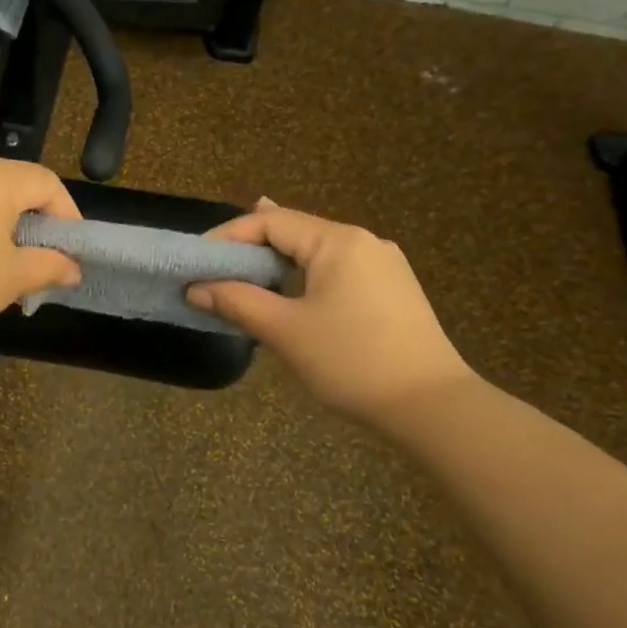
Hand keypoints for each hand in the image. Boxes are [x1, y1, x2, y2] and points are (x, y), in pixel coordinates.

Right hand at [187, 198, 474, 424]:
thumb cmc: (352, 361)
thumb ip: (237, 302)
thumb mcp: (286, 331)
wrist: (431, 406)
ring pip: (317, 252)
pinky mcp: (393, 291)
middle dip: (252, 246)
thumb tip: (195, 288)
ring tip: (245, 270)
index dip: (228, 236)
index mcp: (338, 241)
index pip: (271, 221)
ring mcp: (384, 266)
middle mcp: (364, 242)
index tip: (197, 261)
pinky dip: (305, 276)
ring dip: (278, 262)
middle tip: (215, 265)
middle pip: (295, 231)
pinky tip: (292, 289)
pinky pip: (337, 271)